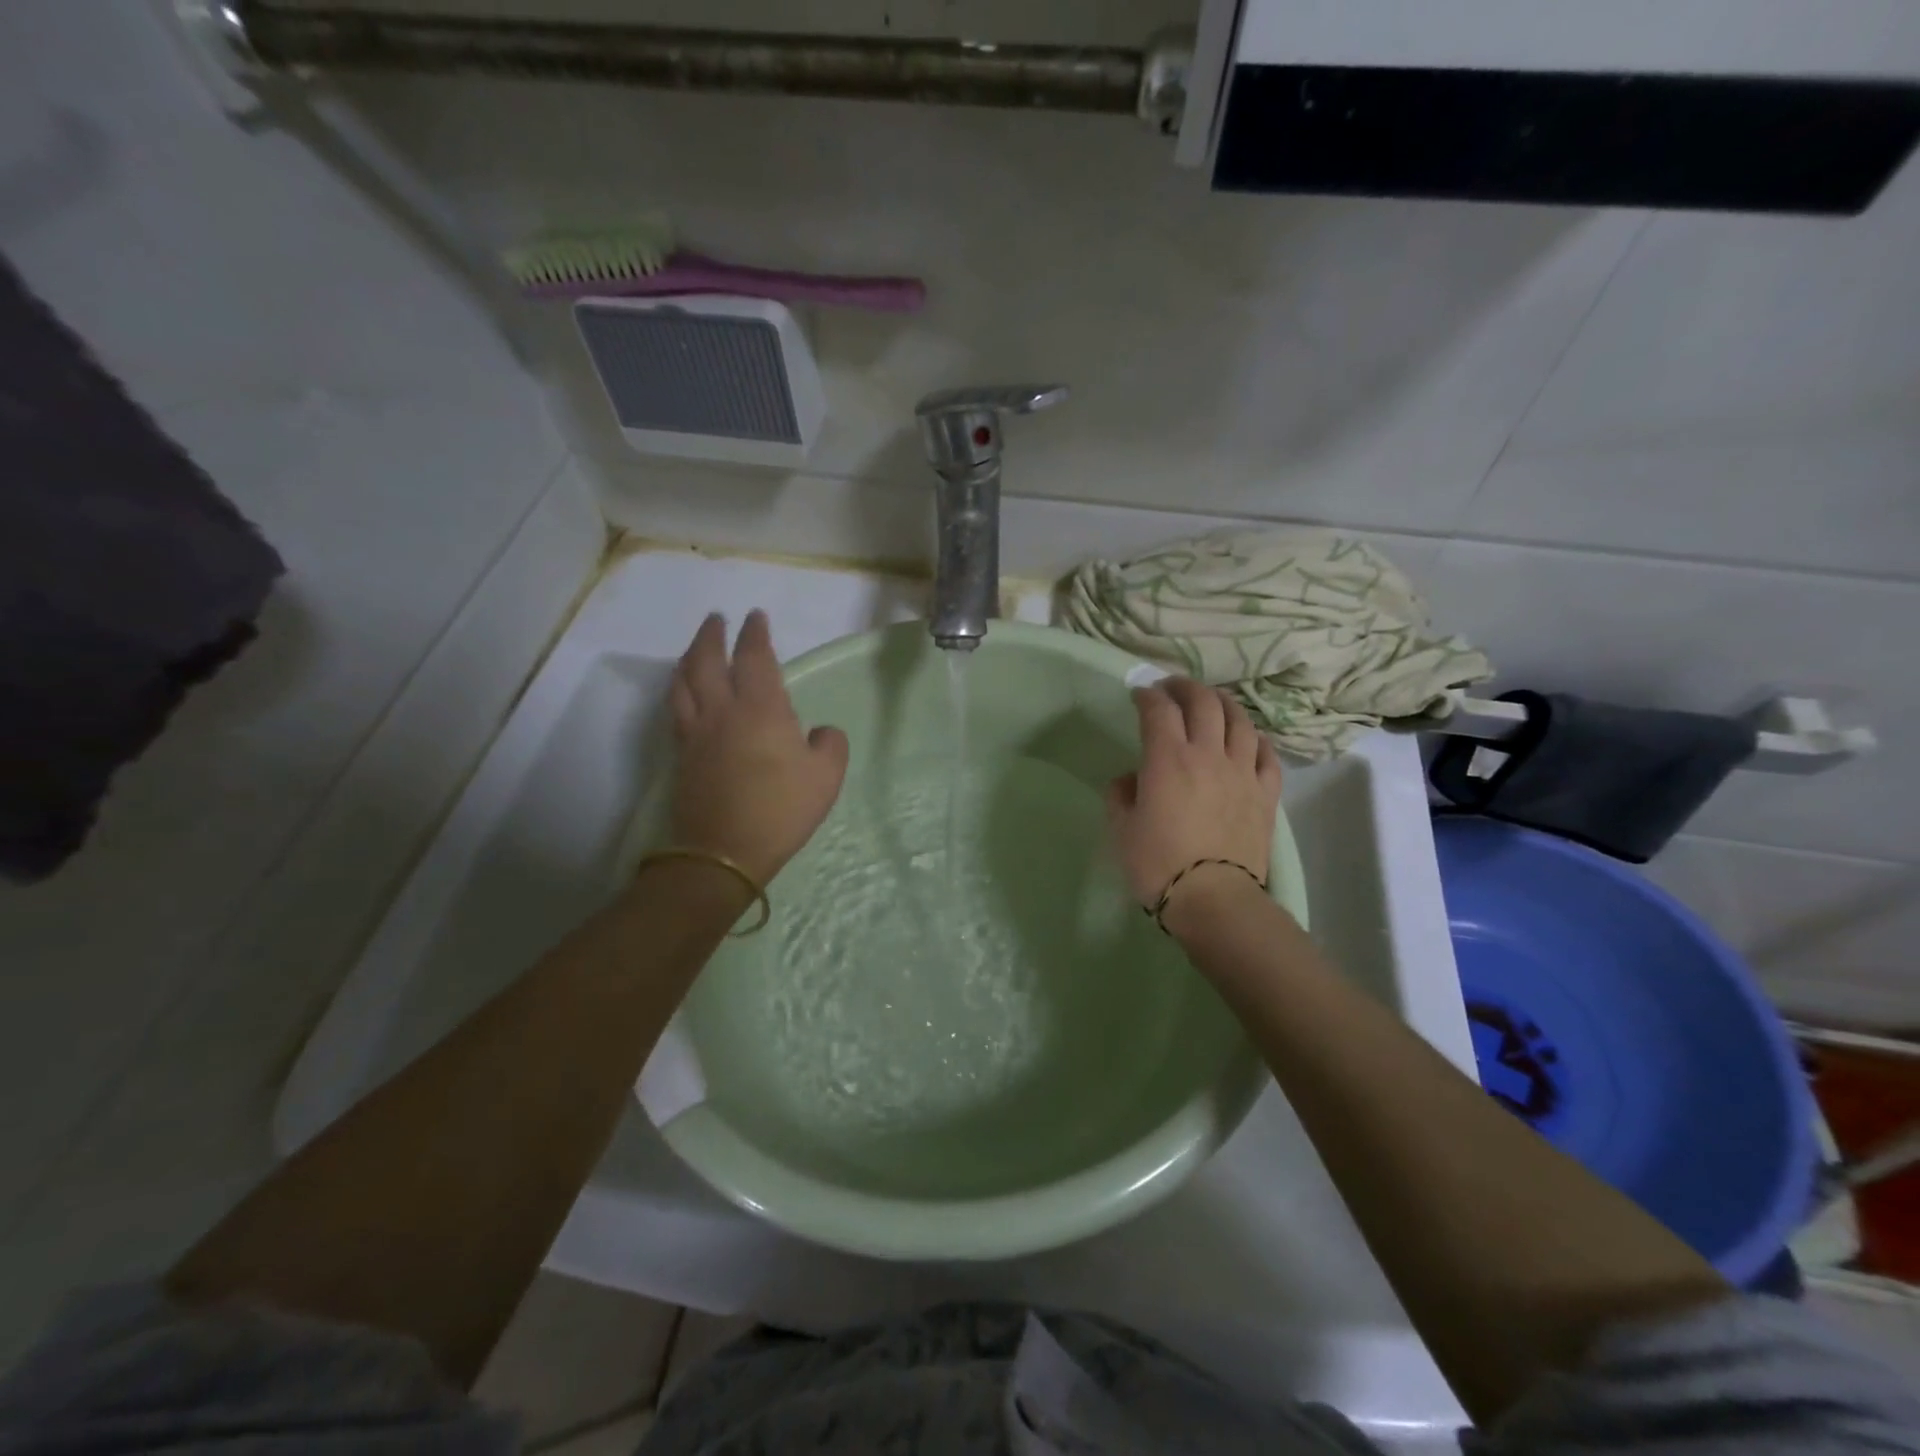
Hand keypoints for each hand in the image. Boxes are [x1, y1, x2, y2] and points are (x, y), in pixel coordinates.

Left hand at [667, 610, 848, 885]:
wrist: (725, 850)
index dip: (755, 634)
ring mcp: (696, 732)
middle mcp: (722, 710)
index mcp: (761, 708)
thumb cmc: (781, 809)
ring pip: (683, 681)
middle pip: (707, 660)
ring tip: (695, 649)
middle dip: (712, 635)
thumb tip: (819, 731)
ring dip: (689, 657)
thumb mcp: (827, 776)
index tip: (755, 617)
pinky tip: (684, 692)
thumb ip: (830, 744)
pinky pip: (676, 708)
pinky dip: (679, 688)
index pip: (755, 657)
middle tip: (717, 619)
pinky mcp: (682, 754)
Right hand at [1106, 678, 1282, 910]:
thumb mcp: (1122, 830)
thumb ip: (1121, 795)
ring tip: (1212, 703)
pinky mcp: (1265, 792)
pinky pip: (1267, 753)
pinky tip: (1248, 738)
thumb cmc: (1158, 864)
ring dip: (1223, 703)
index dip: (1147, 695)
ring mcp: (1242, 771)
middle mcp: (1207, 754)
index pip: (1158, 710)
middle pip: (1203, 702)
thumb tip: (1130, 779)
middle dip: (1185, 687)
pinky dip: (1255, 738)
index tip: (1138, 694)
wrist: (1214, 899)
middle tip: (1172, 689)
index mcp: (1167, 759)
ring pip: (1239, 720)